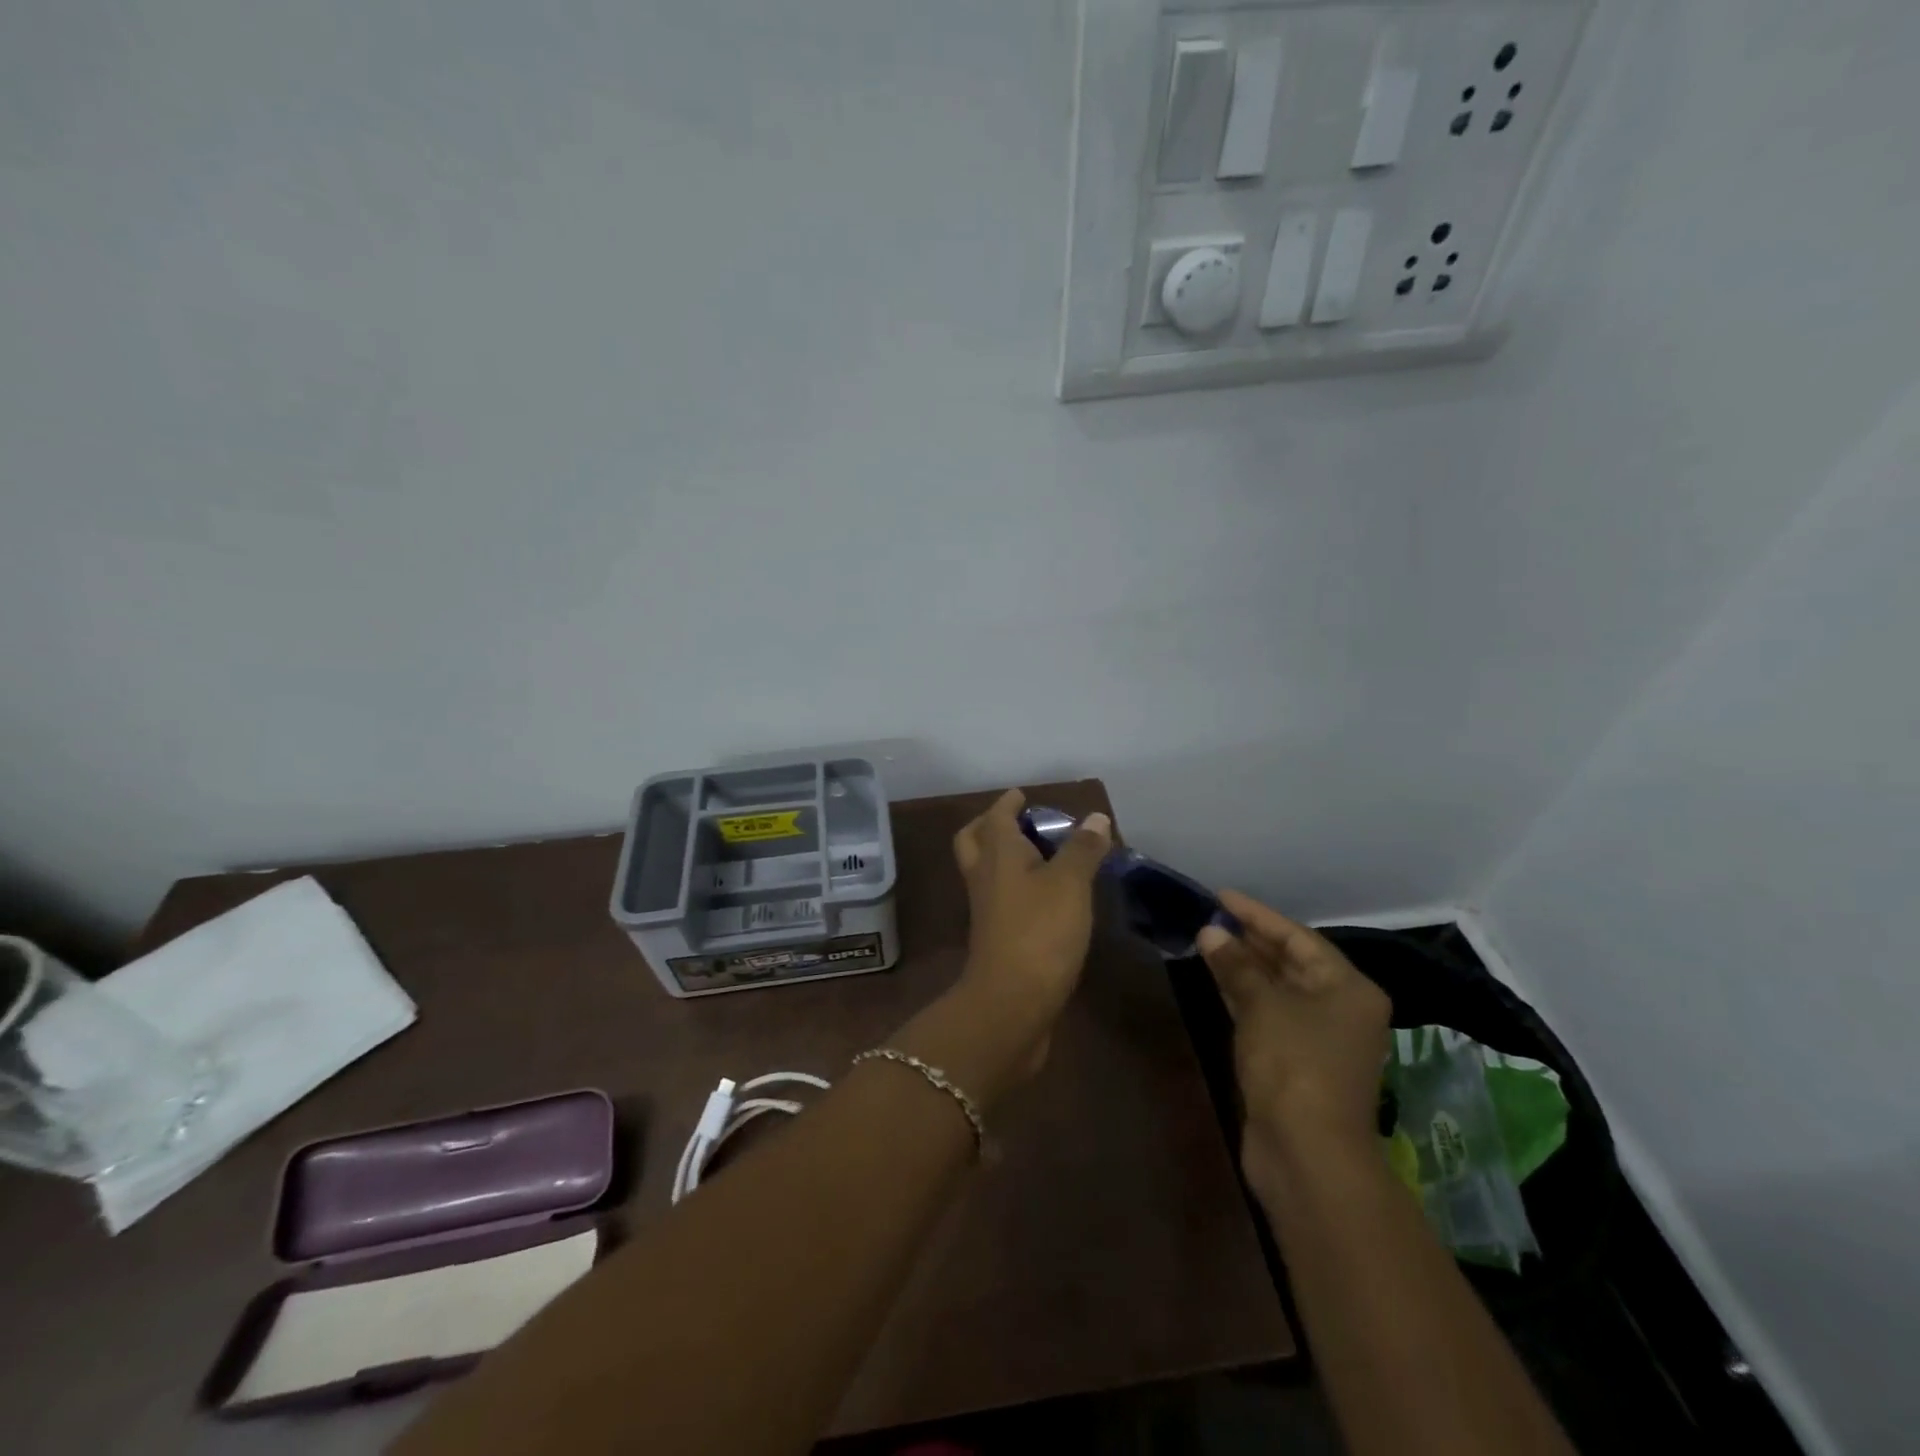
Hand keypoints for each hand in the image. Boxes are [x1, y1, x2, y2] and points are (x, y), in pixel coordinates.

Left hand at [944, 790, 1110, 1078]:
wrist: (1012, 1004)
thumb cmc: (1040, 932)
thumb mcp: (1069, 884)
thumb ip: (1082, 849)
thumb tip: (1095, 817)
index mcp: (997, 855)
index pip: (996, 817)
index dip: (1008, 803)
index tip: (1022, 795)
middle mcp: (985, 878)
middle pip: (976, 841)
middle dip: (992, 826)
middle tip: (1021, 822)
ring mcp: (988, 911)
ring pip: (987, 871)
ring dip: (1005, 857)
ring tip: (1041, 855)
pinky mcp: (998, 938)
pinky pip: (1002, 899)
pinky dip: (1018, 887)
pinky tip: (1047, 896)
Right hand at [1197, 891, 1390, 1193]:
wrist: (1307, 1155)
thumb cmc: (1294, 1066)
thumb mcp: (1262, 1006)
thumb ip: (1236, 965)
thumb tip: (1210, 931)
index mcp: (1348, 988)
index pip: (1299, 938)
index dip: (1258, 915)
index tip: (1221, 896)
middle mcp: (1340, 1008)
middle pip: (1291, 962)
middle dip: (1250, 940)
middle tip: (1210, 917)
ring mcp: (1319, 1038)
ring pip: (1277, 989)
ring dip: (1244, 967)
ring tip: (1206, 941)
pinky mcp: (1295, 1063)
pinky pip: (1268, 1014)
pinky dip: (1243, 996)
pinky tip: (1216, 979)